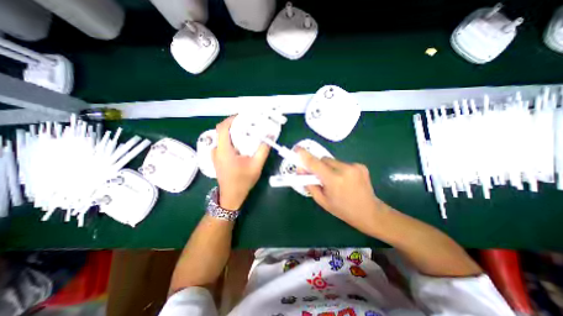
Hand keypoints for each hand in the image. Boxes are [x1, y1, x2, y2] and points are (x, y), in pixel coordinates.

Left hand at [212, 117, 271, 209]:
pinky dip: (232, 139)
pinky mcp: (217, 157)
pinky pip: (224, 143)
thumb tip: (270, 135)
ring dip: (234, 132)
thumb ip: (263, 150)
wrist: (231, 196)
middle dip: (236, 124)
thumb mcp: (256, 166)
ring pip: (223, 136)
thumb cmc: (243, 182)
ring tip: (248, 132)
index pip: (223, 128)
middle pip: (223, 130)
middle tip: (250, 123)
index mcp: (224, 151)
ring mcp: (215, 154)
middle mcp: (216, 150)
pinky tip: (242, 143)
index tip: (245, 116)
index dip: (232, 119)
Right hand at [296, 147, 389, 232]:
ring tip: (335, 180)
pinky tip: (344, 180)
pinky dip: (339, 168)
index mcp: (334, 180)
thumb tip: (301, 169)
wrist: (369, 212)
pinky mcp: (360, 165)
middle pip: (323, 159)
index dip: (304, 155)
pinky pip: (342, 163)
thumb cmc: (342, 209)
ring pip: (332, 161)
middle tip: (320, 177)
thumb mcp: (321, 200)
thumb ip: (309, 184)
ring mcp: (355, 166)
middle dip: (319, 166)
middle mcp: (345, 169)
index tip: (296, 149)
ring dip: (329, 167)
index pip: (315, 163)